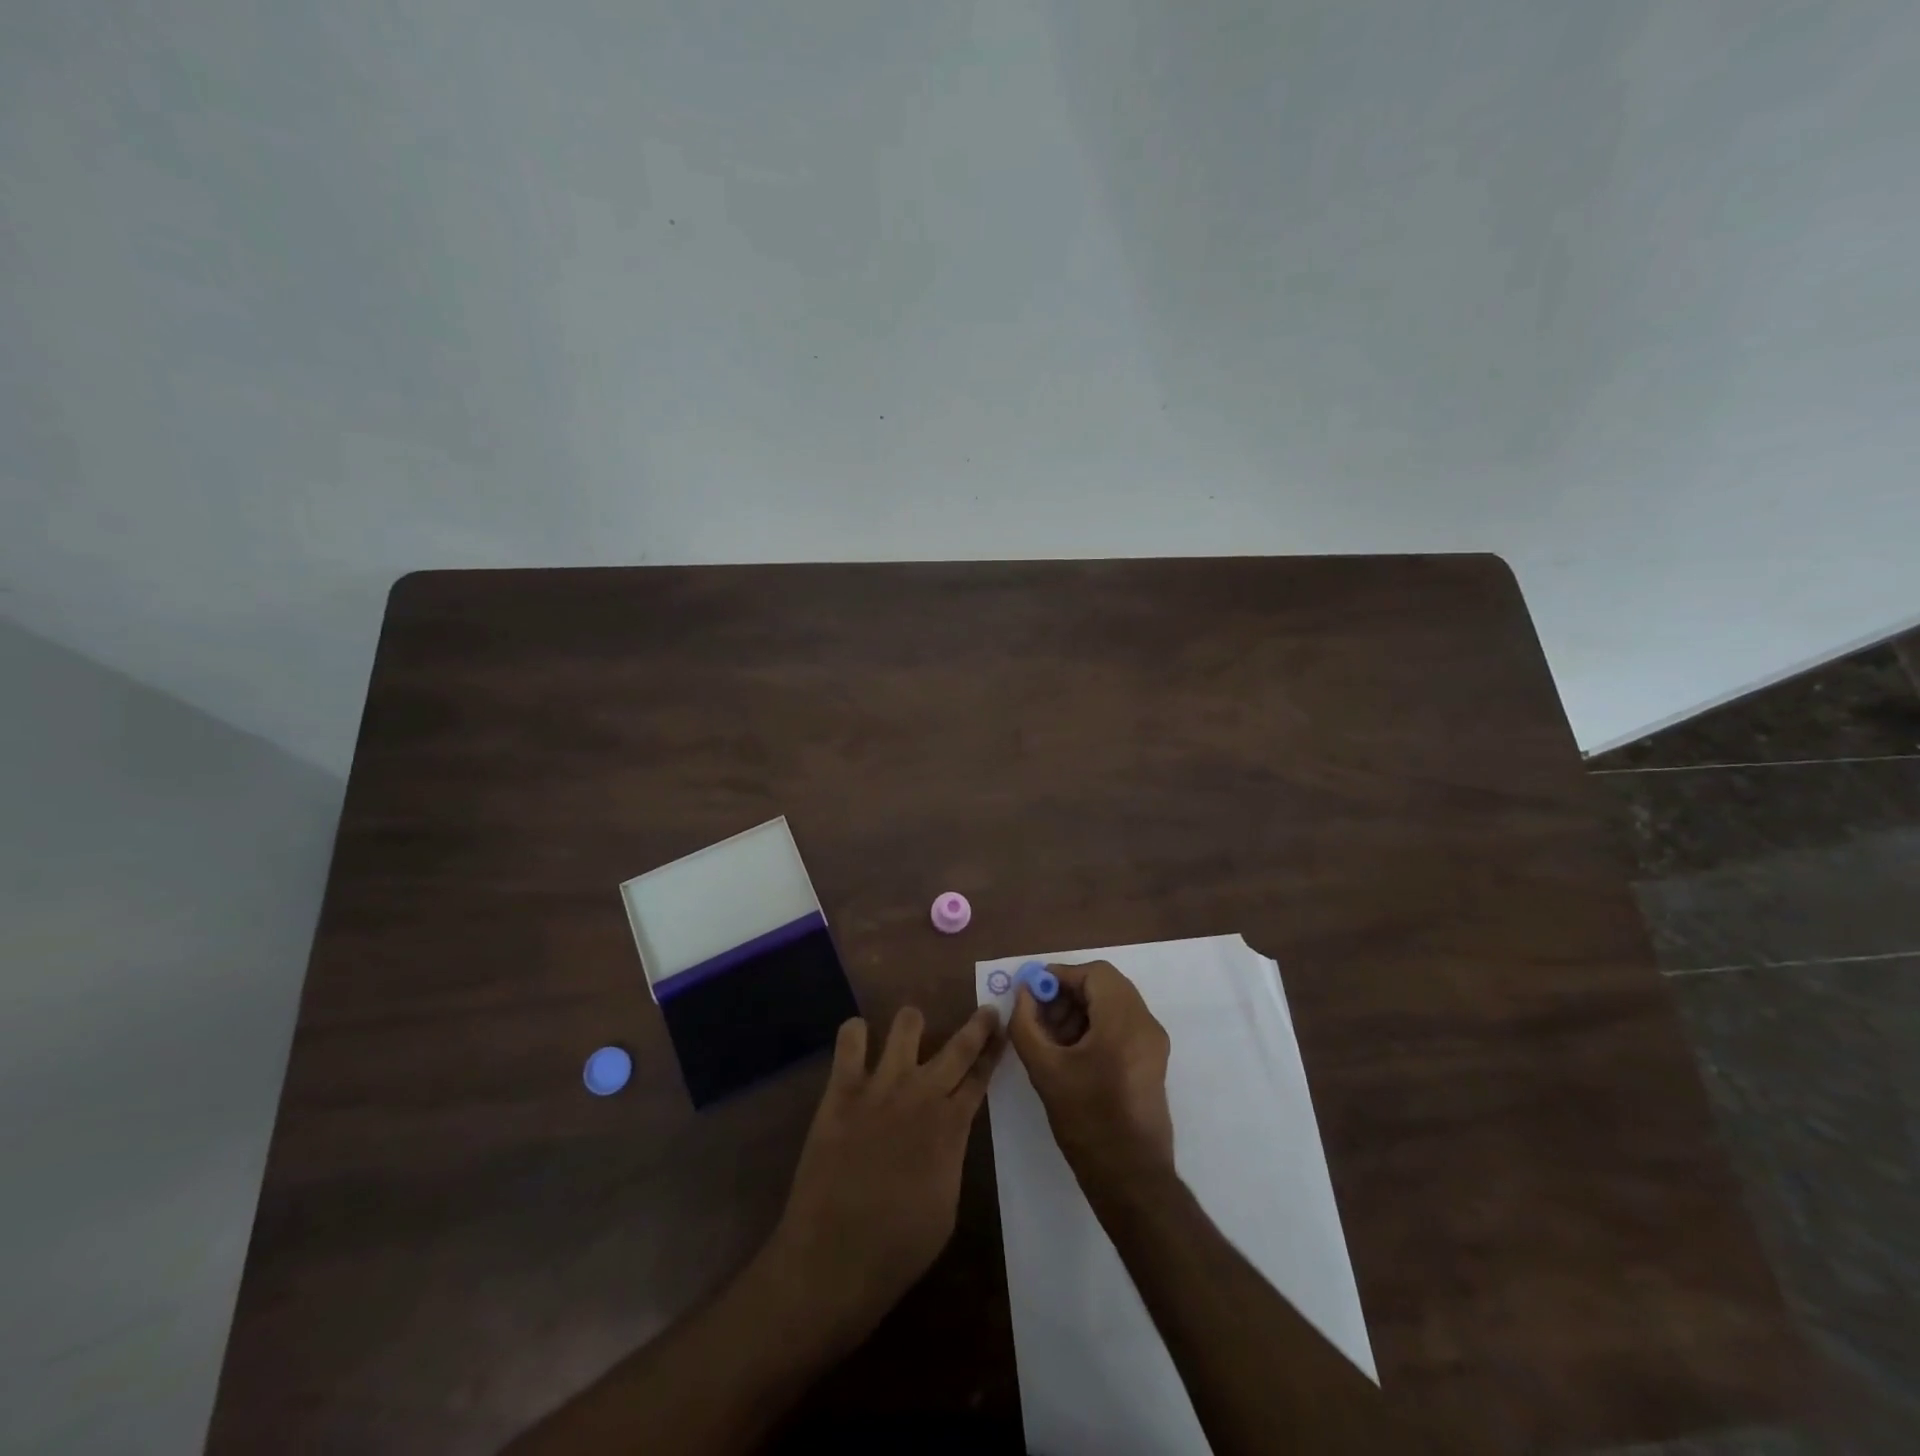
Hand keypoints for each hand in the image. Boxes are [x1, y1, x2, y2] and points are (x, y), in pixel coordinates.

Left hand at [767, 1006, 1004, 1336]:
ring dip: (913, 1024)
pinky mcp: (842, 1088)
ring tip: (911, 1030)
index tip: (1004, 1030)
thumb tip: (948, 1131)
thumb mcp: (947, 1204)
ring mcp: (881, 1085)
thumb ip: (951, 1154)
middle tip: (986, 1010)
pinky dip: (856, 1033)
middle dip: (978, 1024)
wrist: (835, 1258)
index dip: (994, 1051)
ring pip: (907, 1024)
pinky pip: (851, 1038)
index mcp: (951, 1126)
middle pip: (959, 1045)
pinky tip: (859, 1042)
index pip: (981, 1076)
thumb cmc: (899, 1246)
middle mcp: (922, 1094)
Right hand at [1007, 961, 1173, 1186]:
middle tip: (1039, 1014)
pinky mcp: (1153, 1060)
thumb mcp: (1045, 1070)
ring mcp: (1154, 1042)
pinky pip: (1123, 1024)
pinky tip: (1072, 1052)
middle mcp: (1145, 1023)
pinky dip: (1096, 1025)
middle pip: (1106, 985)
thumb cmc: (1086, 1120)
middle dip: (1069, 993)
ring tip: (1051, 1036)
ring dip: (1081, 1009)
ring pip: (1114, 1003)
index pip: (1094, 973)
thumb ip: (1026, 1024)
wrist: (1131, 1178)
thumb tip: (1024, 994)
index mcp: (1124, 1021)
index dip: (1060, 975)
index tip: (1032, 992)